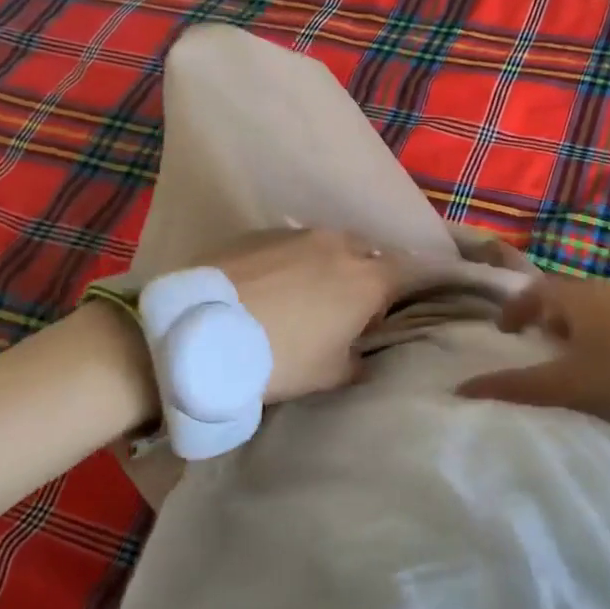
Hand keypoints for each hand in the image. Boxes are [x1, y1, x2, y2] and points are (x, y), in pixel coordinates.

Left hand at [203, 228, 405, 401]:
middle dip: (361, 277)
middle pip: (366, 255)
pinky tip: (266, 287)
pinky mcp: (259, 232)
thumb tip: (358, 355)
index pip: (408, 273)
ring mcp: (297, 234)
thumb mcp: (329, 376)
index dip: (400, 293)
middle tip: (340, 310)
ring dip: (323, 267)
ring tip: (298, 297)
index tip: (380, 317)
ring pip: (326, 246)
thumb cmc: (280, 358)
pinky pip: (288, 245)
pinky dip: (288, 262)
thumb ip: (356, 362)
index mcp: (367, 279)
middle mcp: (339, 245)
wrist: (202, 332)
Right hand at [457, 273, 609, 438]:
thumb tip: (461, 389)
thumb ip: (518, 387)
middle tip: (543, 346)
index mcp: (580, 298)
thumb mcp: (573, 386)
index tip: (505, 330)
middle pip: (569, 297)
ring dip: (584, 327)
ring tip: (584, 358)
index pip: (535, 291)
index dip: (516, 308)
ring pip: (602, 307)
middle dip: (551, 318)